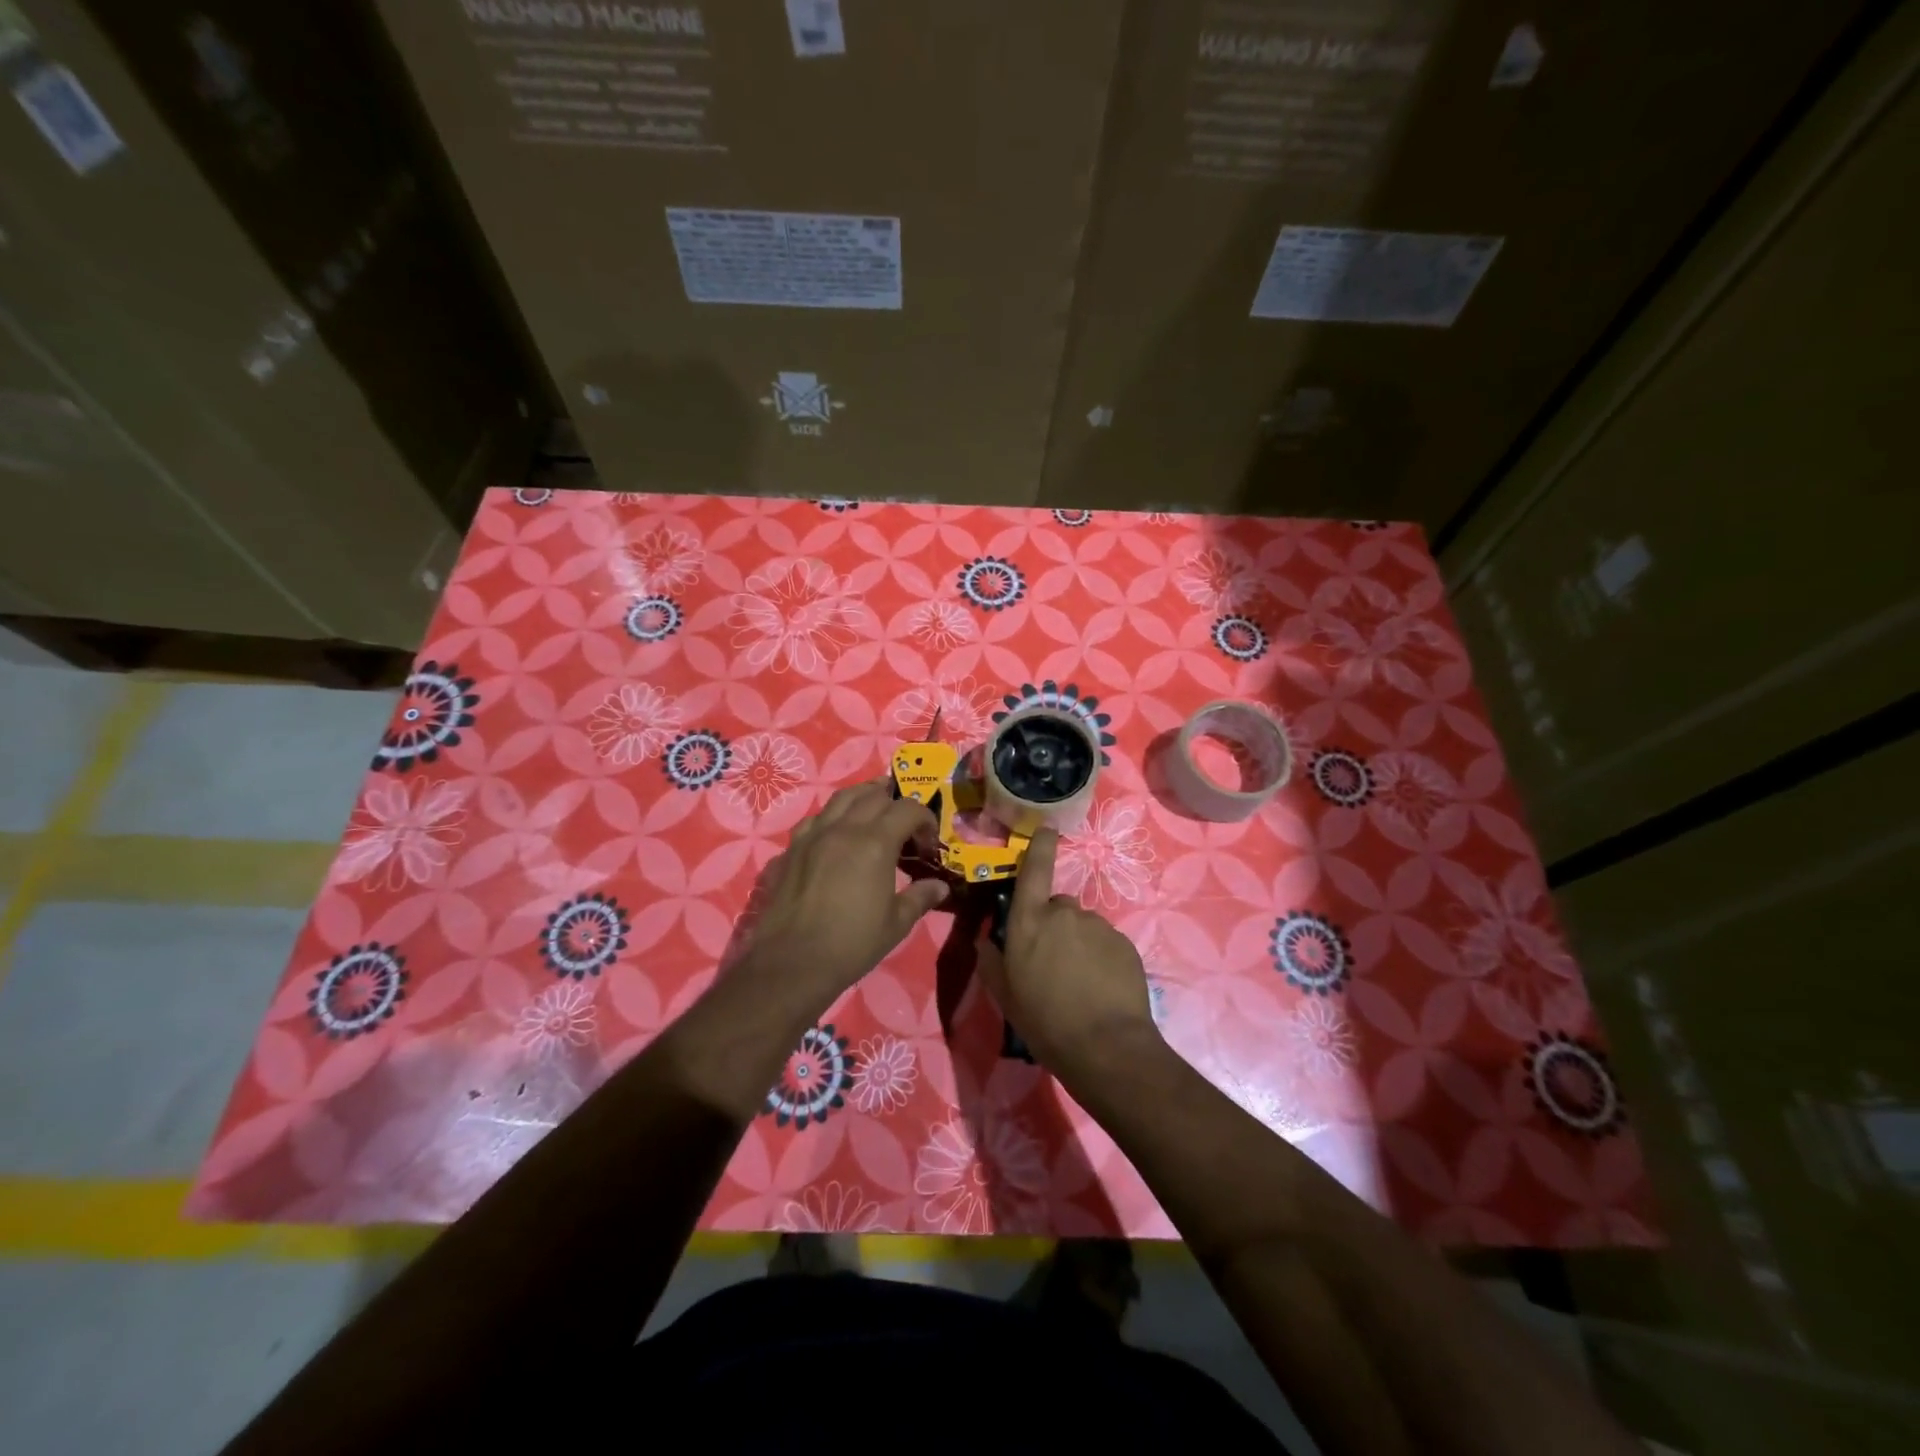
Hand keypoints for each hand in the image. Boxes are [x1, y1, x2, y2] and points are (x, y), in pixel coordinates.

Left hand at [742, 781, 949, 1009]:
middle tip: (904, 823)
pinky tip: (835, 834)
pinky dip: (831, 818)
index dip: (925, 819)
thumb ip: (920, 897)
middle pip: (874, 795)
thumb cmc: (852, 944)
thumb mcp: (896, 924)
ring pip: (841, 798)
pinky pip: (815, 819)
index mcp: (875, 842)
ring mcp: (813, 835)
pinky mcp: (791, 849)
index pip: (908, 809)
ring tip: (873, 809)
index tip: (928, 842)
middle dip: (895, 801)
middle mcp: (844, 828)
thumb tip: (940, 886)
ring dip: (863, 798)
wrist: (792, 962)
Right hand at [976, 827, 1158, 1079]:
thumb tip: (986, 939)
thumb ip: (991, 961)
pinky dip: (1101, 958)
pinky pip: (1106, 943)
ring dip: (1079, 944)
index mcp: (1029, 922)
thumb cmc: (1045, 1022)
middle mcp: (1064, 914)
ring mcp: (1098, 927)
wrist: (1106, 1047)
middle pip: (1057, 906)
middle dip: (1054, 926)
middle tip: (1052, 963)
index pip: (1034, 871)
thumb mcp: (1005, 996)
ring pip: (1083, 926)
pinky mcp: (1125, 944)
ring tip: (1079, 983)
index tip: (1048, 829)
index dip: (1040, 846)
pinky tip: (1100, 988)